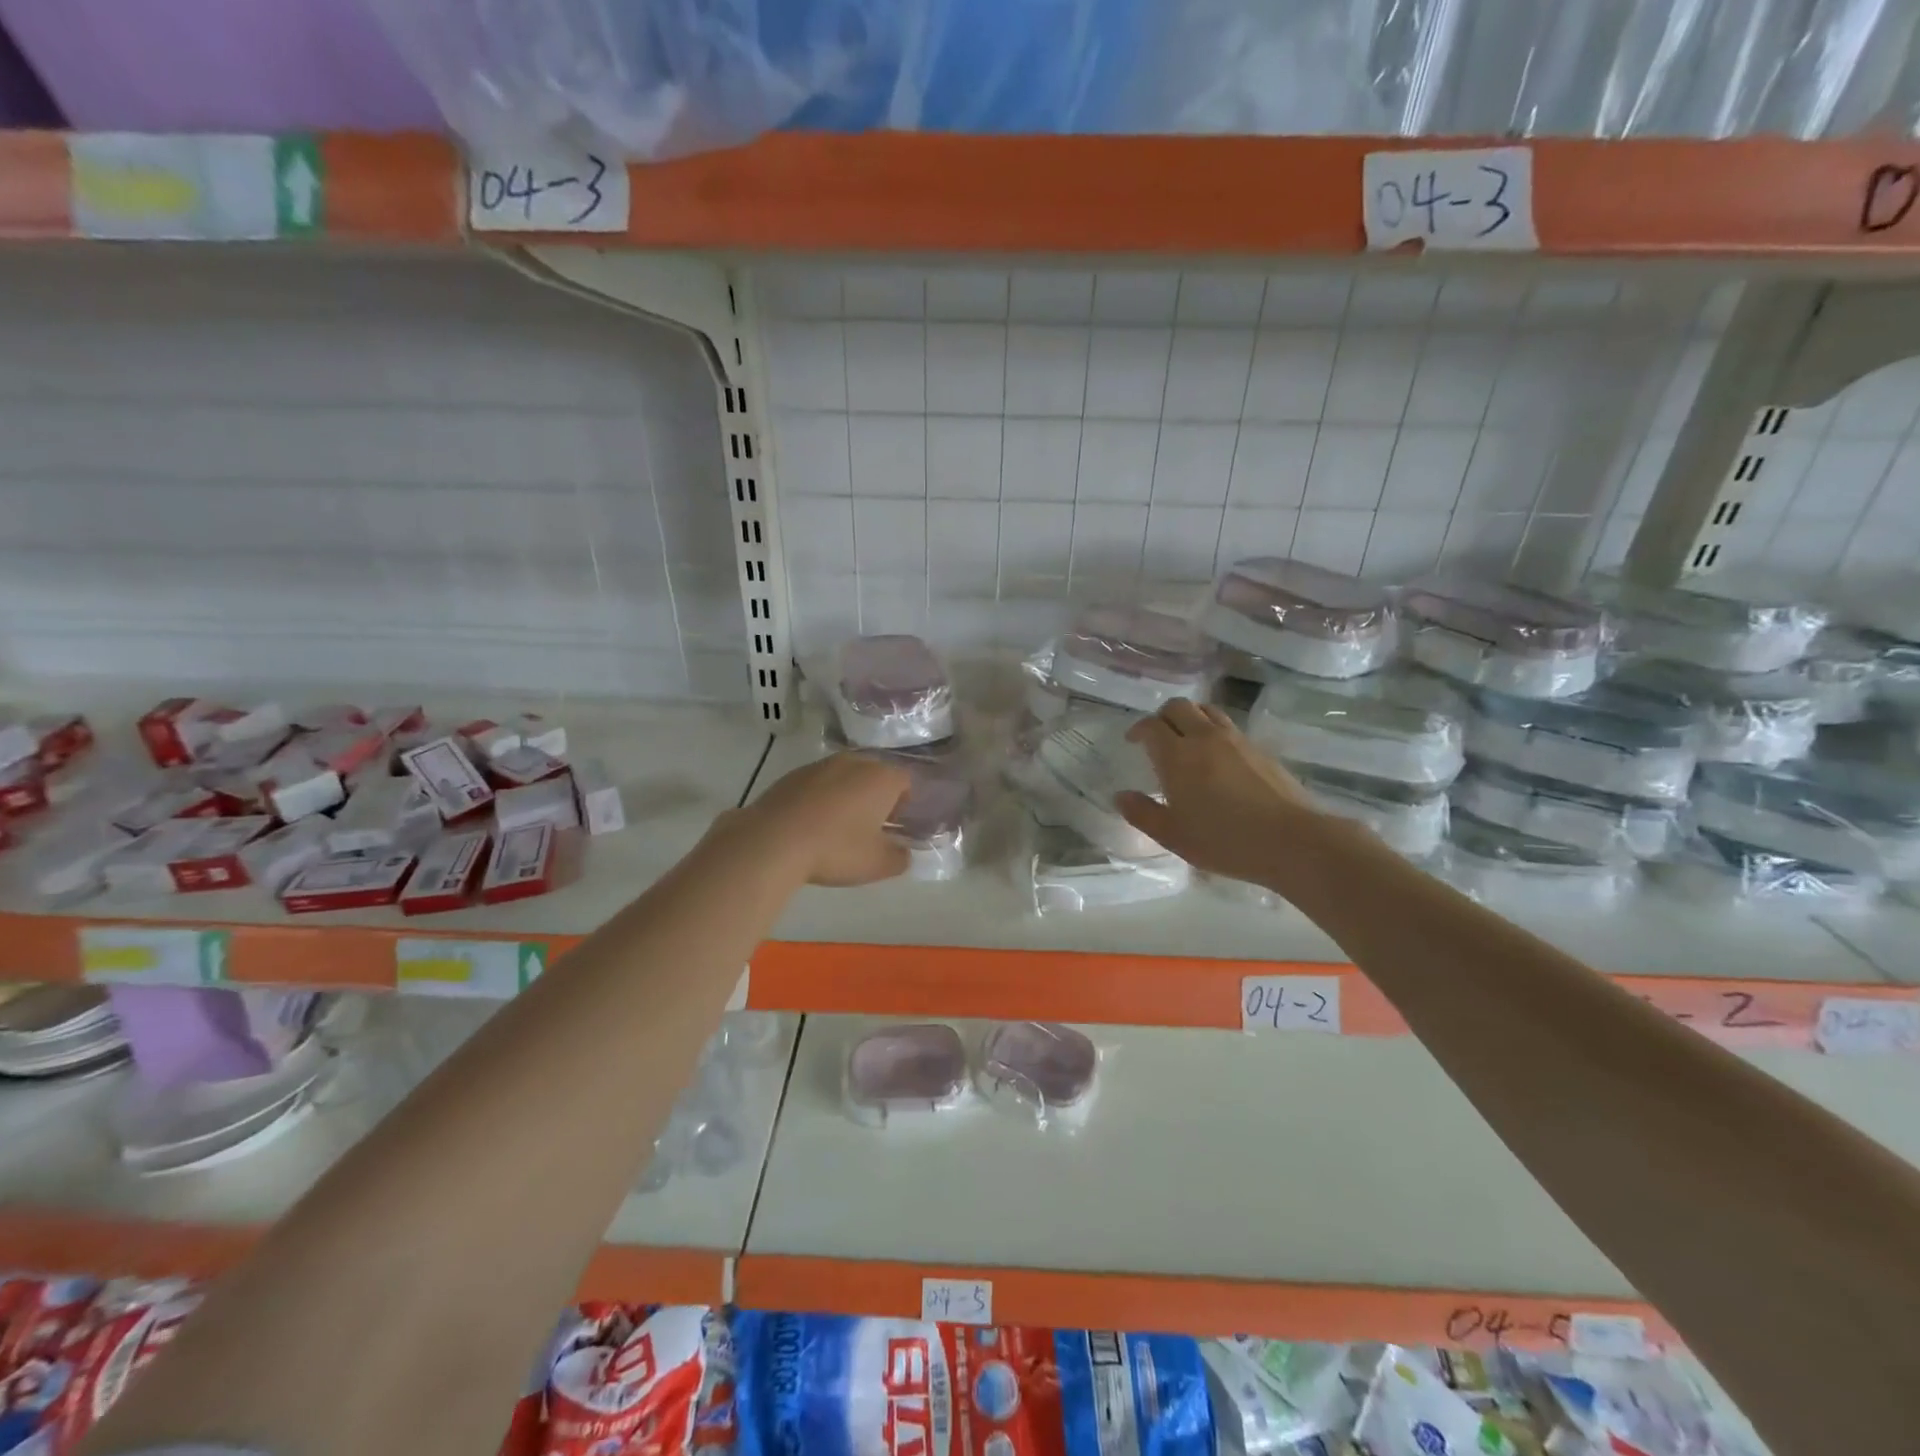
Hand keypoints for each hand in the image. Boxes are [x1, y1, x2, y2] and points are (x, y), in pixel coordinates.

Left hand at [729, 752, 912, 886]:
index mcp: (882, 778)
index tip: (896, 826)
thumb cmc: (836, 849)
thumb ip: (900, 858)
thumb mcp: (878, 864)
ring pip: (844, 777)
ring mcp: (820, 765)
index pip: (905, 781)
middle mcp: (854, 762)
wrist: (772, 840)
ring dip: (847, 796)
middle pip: (875, 774)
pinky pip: (818, 784)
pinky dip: (820, 798)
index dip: (905, 804)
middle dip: (876, 797)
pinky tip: (811, 825)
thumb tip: (904, 853)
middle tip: (870, 827)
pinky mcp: (792, 775)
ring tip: (838, 827)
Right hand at [1115, 699, 1326, 886]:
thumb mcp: (1173, 835)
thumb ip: (1142, 813)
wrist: (1290, 840)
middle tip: (1158, 737)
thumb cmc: (1223, 841)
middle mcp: (1204, 737)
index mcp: (1177, 756)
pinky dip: (1214, 731)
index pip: (1151, 725)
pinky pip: (1229, 726)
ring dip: (1191, 717)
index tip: (1132, 740)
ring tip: (1187, 739)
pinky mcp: (1259, 749)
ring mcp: (1236, 740)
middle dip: (1162, 716)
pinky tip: (1217, 757)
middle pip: (1178, 706)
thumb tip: (1121, 796)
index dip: (1138, 729)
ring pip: (1206, 710)